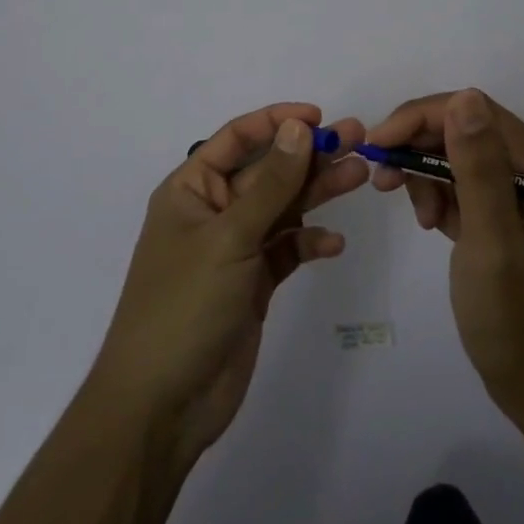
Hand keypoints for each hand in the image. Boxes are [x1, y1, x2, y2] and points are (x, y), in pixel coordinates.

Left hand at [86, 104, 366, 464]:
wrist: (162, 406)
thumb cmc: (184, 306)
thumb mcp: (229, 238)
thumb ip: (271, 184)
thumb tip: (298, 128)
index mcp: (191, 189)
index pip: (237, 139)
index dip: (276, 122)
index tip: (318, 117)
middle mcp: (213, 212)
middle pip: (268, 172)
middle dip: (310, 155)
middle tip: (359, 140)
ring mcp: (235, 249)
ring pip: (283, 208)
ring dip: (318, 192)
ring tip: (361, 175)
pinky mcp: (253, 284)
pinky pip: (287, 250)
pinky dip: (310, 243)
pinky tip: (334, 243)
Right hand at [367, 89, 523, 421]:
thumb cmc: (519, 325)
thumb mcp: (492, 245)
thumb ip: (479, 169)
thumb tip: (465, 97)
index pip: (475, 112)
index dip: (421, 118)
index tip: (377, 146)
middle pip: (465, 129)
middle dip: (418, 146)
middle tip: (383, 181)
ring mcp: (523, 194)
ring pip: (459, 155)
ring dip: (426, 173)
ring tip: (416, 215)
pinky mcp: (509, 216)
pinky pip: (464, 184)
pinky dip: (440, 196)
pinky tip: (431, 224)